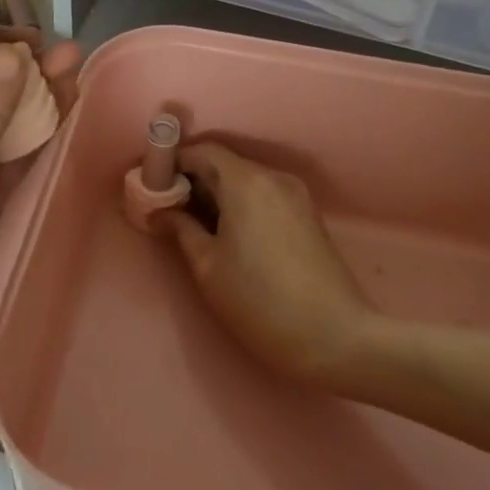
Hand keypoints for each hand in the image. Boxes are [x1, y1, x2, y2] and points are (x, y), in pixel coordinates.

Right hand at [159, 143, 377, 390]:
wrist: (336, 339)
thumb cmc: (260, 302)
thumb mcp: (207, 267)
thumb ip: (181, 228)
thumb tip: (160, 211)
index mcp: (245, 181)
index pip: (201, 151)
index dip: (173, 163)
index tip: (153, 188)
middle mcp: (273, 177)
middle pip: (224, 163)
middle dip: (193, 180)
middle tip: (168, 210)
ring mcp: (295, 195)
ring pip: (244, 180)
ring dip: (217, 193)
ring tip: (195, 226)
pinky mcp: (307, 214)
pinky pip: (263, 195)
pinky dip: (240, 203)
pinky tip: (228, 235)